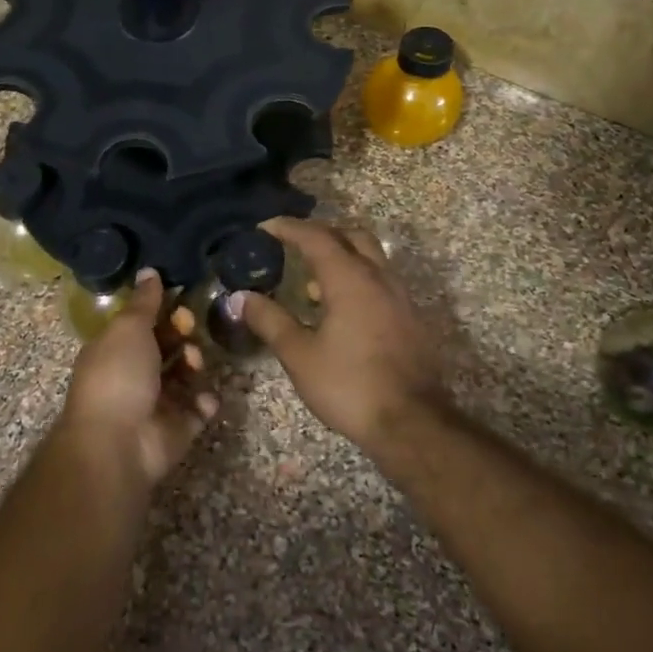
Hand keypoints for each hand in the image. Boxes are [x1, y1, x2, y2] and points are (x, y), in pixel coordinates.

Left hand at [63, 270, 218, 489]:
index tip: (179, 303)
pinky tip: (204, 398)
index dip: (162, 312)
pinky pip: (198, 409)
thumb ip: (144, 301)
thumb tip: (149, 271)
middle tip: (189, 330)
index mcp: (115, 349)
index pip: (143, 324)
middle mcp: (134, 374)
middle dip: (183, 335)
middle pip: (167, 348)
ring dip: (195, 364)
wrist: (118, 443)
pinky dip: (205, 402)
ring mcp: (156, 403)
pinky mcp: (177, 429)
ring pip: (186, 376)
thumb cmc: (118, 375)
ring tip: (195, 363)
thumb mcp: (128, 328)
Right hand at [232, 218, 447, 454]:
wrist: (412, 424)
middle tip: (293, 245)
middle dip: (321, 234)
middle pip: (352, 236)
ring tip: (312, 282)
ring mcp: (401, 298)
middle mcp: (379, 278)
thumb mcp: (299, 355)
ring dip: (342, 257)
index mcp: (350, 279)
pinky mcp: (412, 319)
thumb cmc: (349, 385)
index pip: (316, 237)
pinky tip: (340, 311)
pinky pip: (381, 282)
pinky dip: (358, 280)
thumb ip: (269, 320)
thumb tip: (240, 297)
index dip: (288, 228)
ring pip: (372, 258)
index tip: (264, 228)